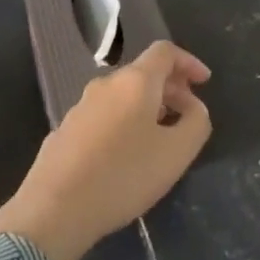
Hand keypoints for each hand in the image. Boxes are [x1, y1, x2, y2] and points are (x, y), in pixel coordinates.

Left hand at [0, 41, 211, 259]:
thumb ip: (196, 123)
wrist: (55, 208)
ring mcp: (80, 107)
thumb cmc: (124, 175)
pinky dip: (125, 123)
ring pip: (123, 96)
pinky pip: (105, 116)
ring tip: (160, 138)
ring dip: (147, 108)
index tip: (204, 82)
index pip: (165, 52)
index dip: (188, 62)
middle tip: (188, 116)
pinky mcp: (65, 130)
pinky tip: (126, 155)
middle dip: (171, 89)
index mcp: (135, 82)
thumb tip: (194, 108)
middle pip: (144, 73)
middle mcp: (105, 85)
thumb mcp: (176, 153)